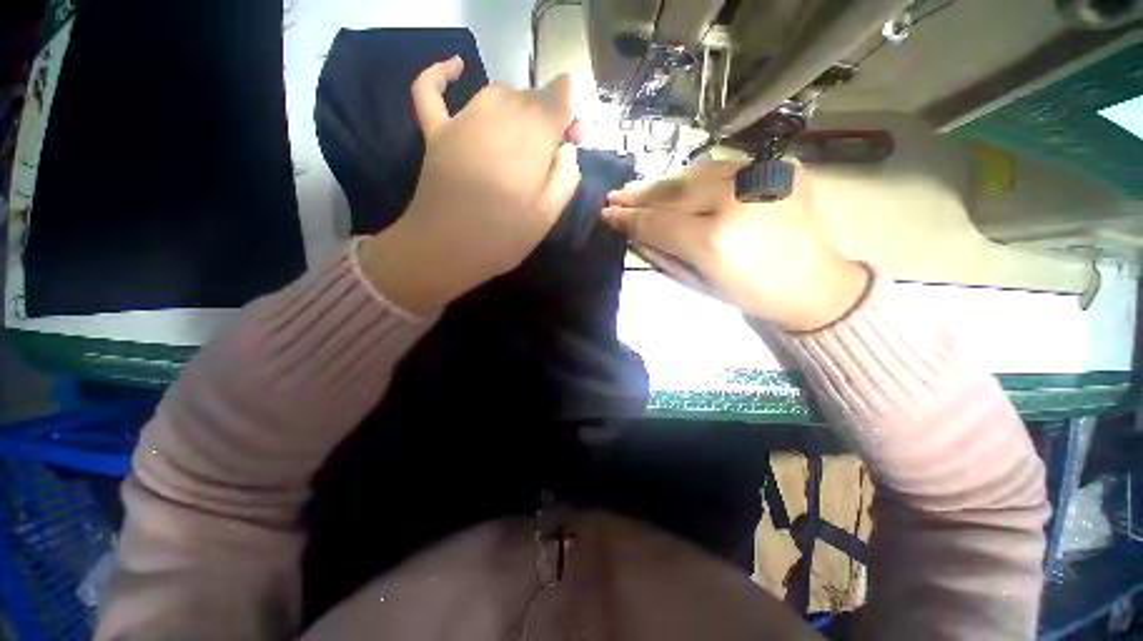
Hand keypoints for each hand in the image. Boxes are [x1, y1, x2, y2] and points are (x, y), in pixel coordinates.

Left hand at [360, 56, 580, 313]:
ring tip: (521, 139)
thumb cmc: (503, 237)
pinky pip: (432, 91)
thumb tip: (567, 150)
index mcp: (532, 136)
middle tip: (550, 151)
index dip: (570, 112)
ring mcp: (462, 119)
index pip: (559, 98)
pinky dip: (441, 74)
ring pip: (497, 93)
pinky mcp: (436, 132)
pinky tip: (455, 66)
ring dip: (516, 108)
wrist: (446, 249)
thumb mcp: (548, 215)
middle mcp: (499, 113)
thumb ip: (566, 177)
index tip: (573, 138)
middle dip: (546, 116)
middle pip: (530, 97)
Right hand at [601, 161, 868, 331]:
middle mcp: (734, 200)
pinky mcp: (778, 168)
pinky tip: (679, 186)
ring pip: (694, 174)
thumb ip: (662, 253)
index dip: (627, 218)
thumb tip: (633, 231)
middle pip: (672, 191)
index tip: (606, 214)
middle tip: (615, 196)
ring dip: (663, 184)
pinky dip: (695, 178)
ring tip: (640, 190)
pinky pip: (723, 169)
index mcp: (713, 240)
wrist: (813, 283)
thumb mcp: (697, 283)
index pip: (655, 222)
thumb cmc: (749, 294)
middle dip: (638, 195)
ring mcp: (760, 177)